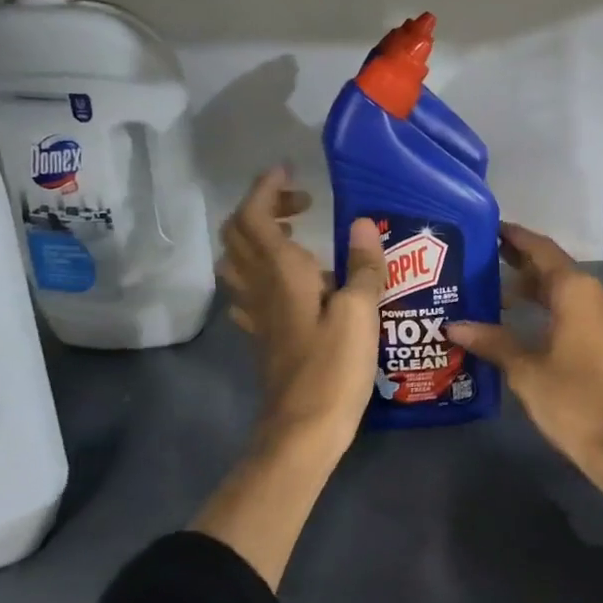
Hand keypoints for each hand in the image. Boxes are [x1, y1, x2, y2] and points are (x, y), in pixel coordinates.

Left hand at [195, 168, 383, 588]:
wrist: (303, 430)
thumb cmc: (333, 367)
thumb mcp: (359, 312)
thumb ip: (363, 266)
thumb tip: (363, 224)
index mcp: (281, 272)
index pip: (255, 215)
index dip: (267, 189)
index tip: (291, 172)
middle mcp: (261, 287)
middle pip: (239, 234)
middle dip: (264, 208)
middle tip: (304, 205)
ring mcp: (257, 314)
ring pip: (238, 263)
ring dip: (259, 239)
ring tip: (298, 239)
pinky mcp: (264, 337)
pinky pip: (250, 294)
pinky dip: (262, 275)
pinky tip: (289, 285)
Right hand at [449, 224, 602, 527]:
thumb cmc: (575, 403)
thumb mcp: (527, 372)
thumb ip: (493, 342)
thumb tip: (454, 326)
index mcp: (579, 291)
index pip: (541, 250)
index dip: (515, 238)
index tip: (491, 229)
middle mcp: (601, 293)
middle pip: (556, 269)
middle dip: (522, 267)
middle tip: (485, 264)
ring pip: (570, 292)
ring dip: (539, 292)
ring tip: (500, 298)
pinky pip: (583, 311)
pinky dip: (556, 310)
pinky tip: (531, 324)